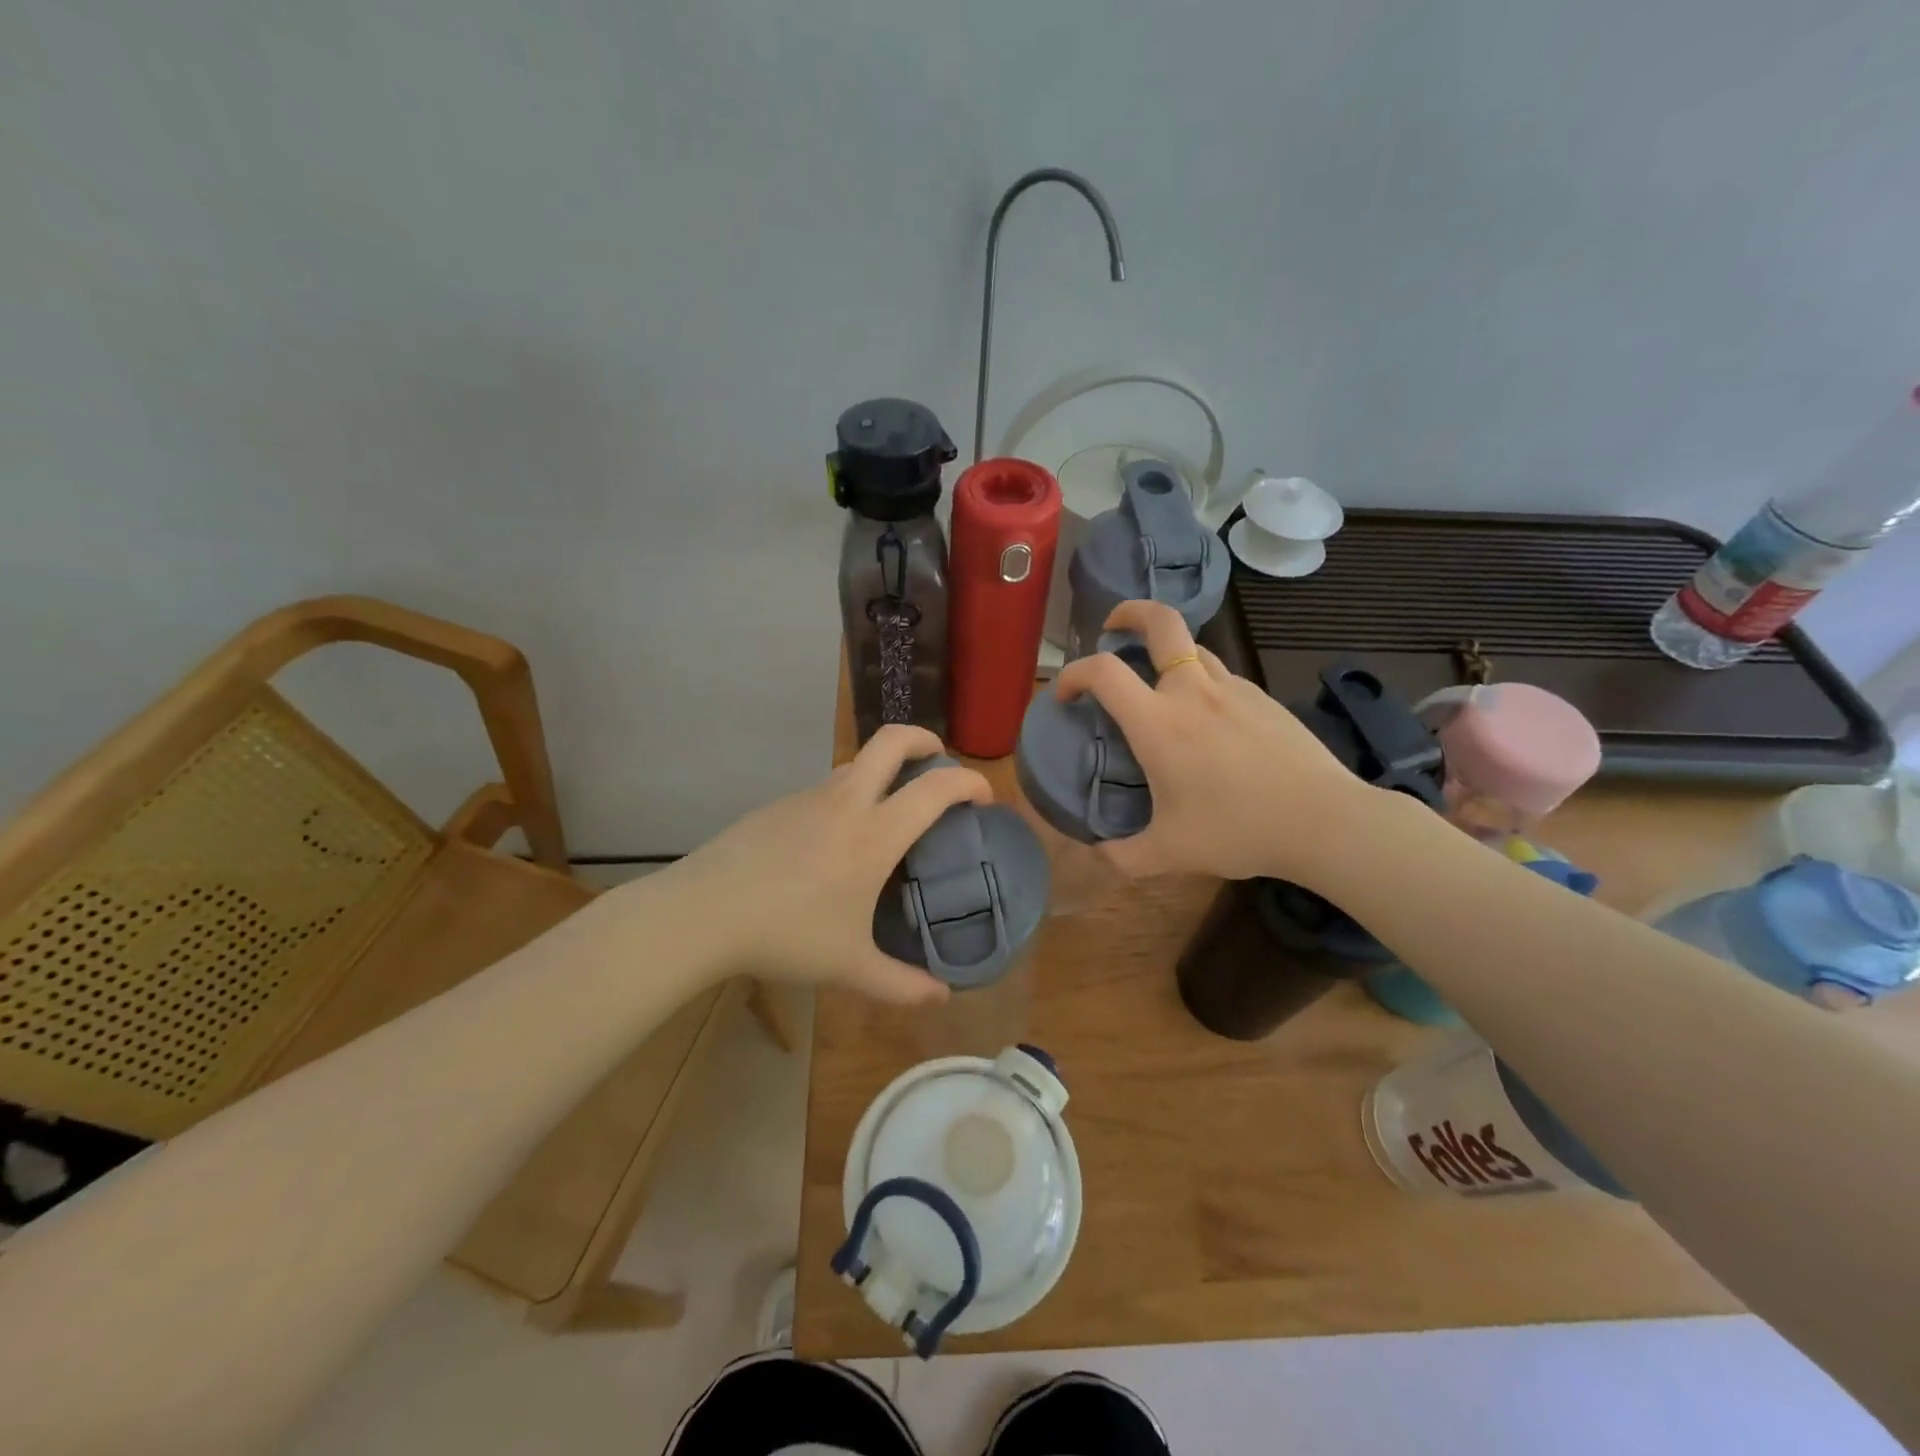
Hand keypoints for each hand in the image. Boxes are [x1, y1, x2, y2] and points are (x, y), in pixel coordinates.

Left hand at [659, 725, 990, 1004]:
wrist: (703, 913)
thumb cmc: (786, 935)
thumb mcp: (849, 968)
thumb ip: (901, 985)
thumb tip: (941, 998)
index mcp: (874, 834)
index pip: (935, 788)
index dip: (968, 783)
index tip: (983, 797)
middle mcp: (846, 802)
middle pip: (891, 741)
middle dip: (924, 740)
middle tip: (938, 761)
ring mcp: (808, 797)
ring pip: (855, 763)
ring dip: (882, 770)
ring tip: (888, 810)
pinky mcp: (778, 805)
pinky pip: (825, 788)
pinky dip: (847, 796)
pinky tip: (834, 841)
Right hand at [1054, 600, 1362, 883]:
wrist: (1324, 820)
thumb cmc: (1238, 830)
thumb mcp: (1170, 852)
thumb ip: (1124, 856)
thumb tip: (1097, 855)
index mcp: (1159, 722)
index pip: (1103, 672)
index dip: (1073, 673)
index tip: (1065, 695)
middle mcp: (1193, 691)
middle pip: (1161, 621)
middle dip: (1131, 611)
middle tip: (1113, 626)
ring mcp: (1234, 688)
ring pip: (1193, 647)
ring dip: (1167, 651)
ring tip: (1159, 682)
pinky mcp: (1264, 698)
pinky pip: (1222, 676)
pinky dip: (1202, 682)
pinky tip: (1209, 721)